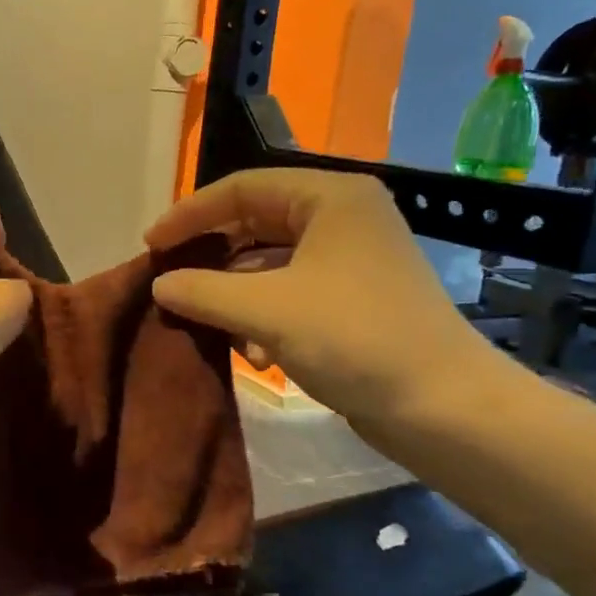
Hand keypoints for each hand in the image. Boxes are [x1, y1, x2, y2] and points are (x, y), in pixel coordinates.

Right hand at [146, 169, 491, 434]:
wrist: (444, 407)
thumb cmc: (355, 338)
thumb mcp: (267, 310)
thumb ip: (203, 290)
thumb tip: (159, 284)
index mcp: (330, 197)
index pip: (241, 188)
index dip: (190, 214)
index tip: (151, 246)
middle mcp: (343, 217)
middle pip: (255, 223)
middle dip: (211, 256)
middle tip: (171, 281)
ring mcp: (352, 259)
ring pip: (271, 262)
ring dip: (234, 292)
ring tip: (207, 323)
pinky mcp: (355, 298)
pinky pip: (291, 291)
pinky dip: (263, 314)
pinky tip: (253, 352)